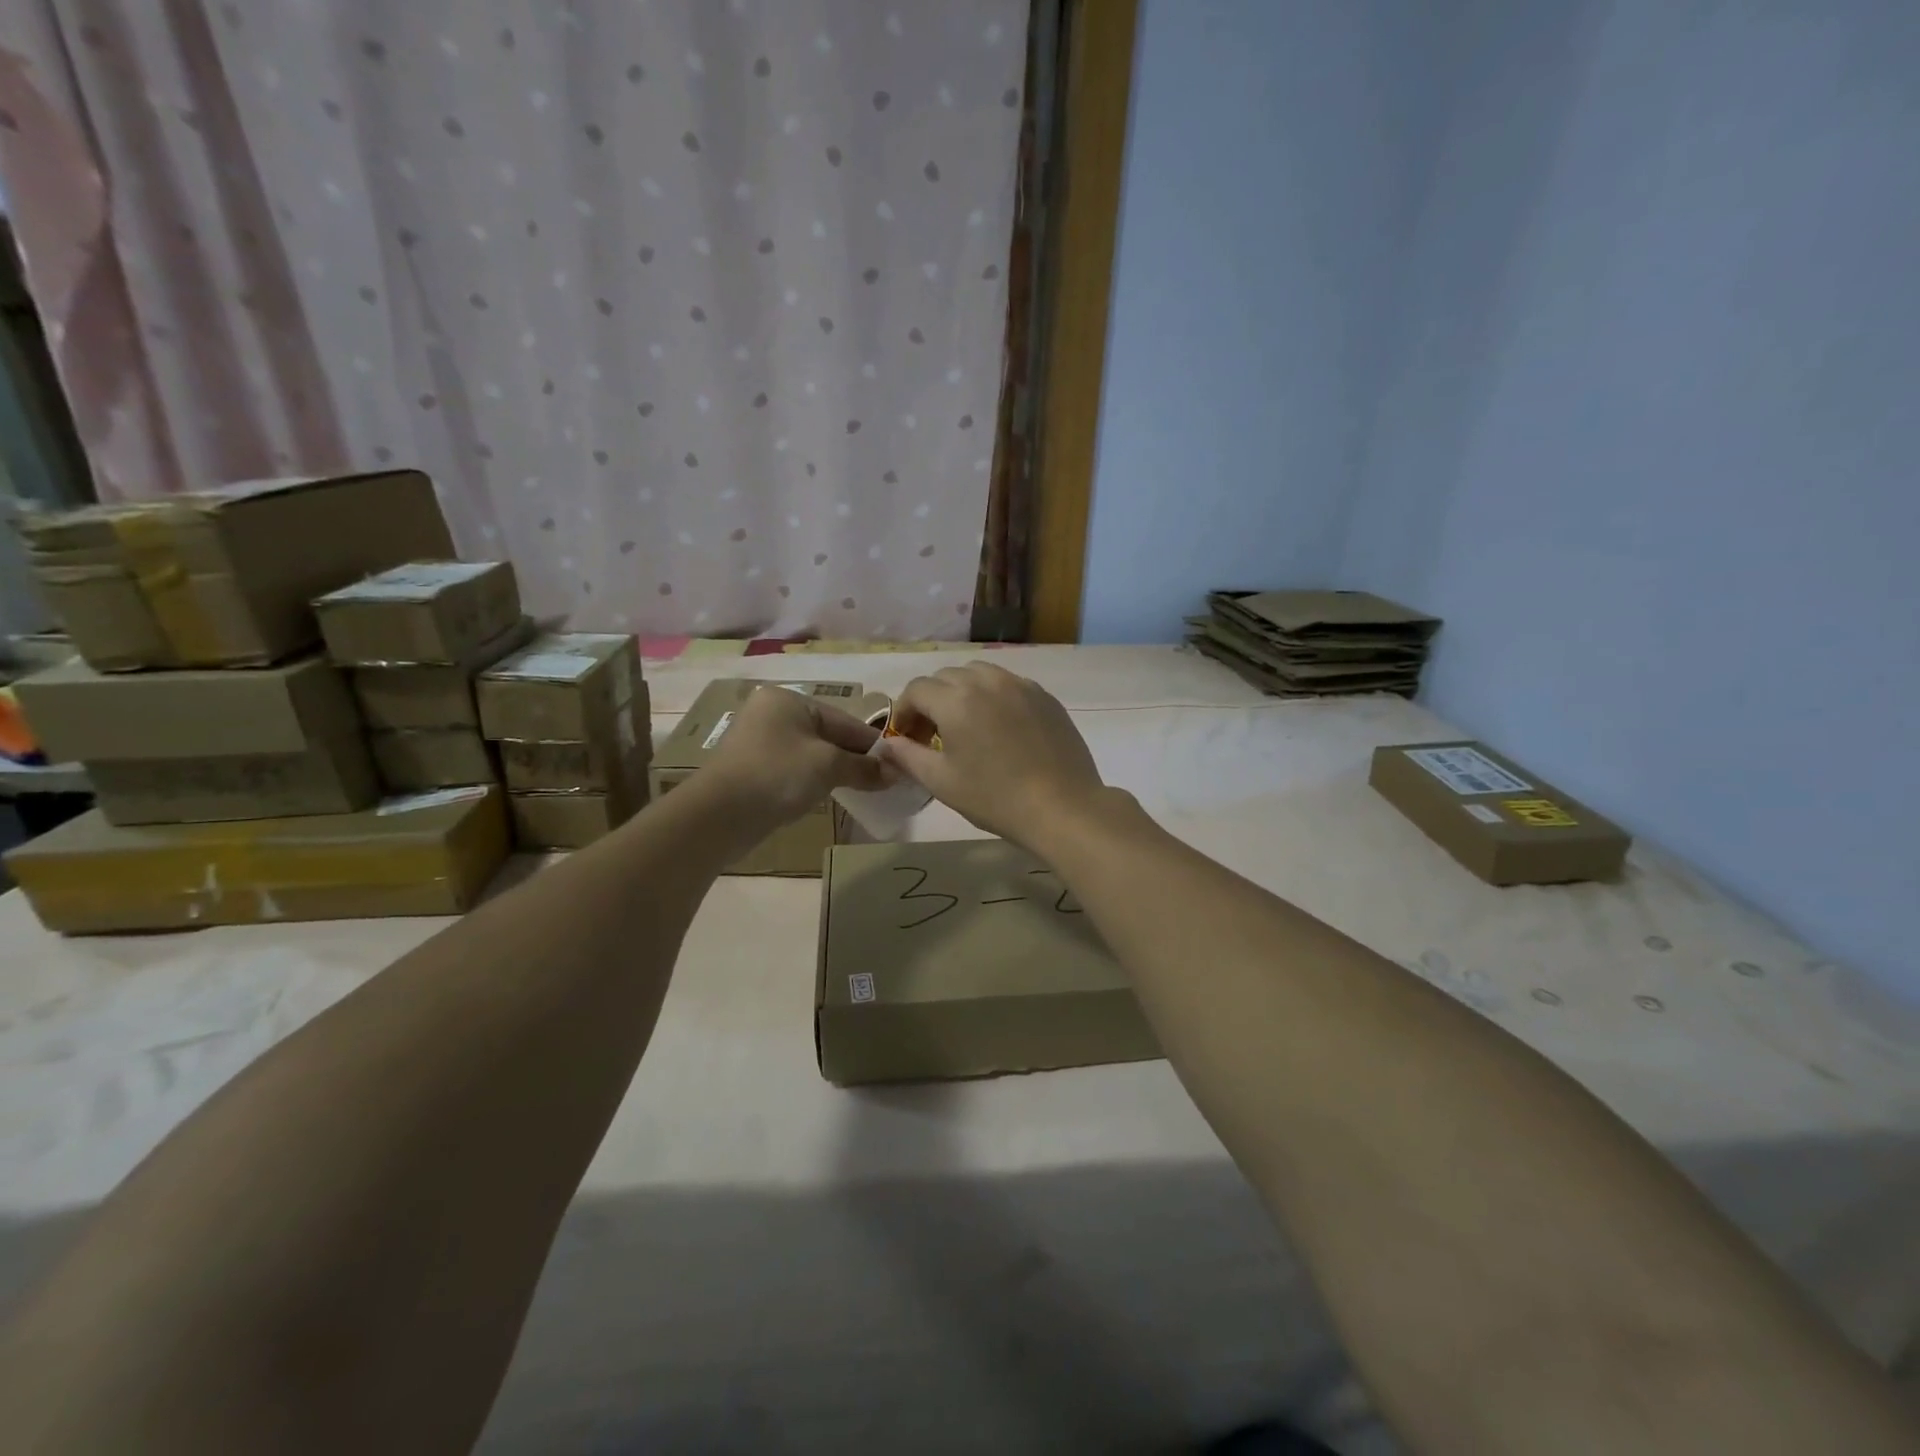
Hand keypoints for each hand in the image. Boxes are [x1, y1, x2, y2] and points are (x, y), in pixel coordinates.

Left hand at [703, 684, 886, 824]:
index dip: (874, 745)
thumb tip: (897, 773)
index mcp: (789, 700)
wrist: (718, 816)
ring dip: (838, 771)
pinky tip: (832, 794)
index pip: (845, 720)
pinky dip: (816, 780)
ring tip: (865, 790)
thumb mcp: (828, 766)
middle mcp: (773, 713)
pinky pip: (796, 769)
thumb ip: (864, 767)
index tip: (901, 764)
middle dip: (856, 759)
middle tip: (886, 781)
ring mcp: (759, 741)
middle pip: (829, 735)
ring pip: (813, 753)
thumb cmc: (777, 775)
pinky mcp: (754, 768)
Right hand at [880, 662, 1107, 849]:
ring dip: (962, 693)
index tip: (906, 739)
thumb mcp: (942, 782)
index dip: (904, 712)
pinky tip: (999, 728)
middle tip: (932, 737)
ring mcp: (1020, 684)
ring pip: (978, 674)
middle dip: (931, 701)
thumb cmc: (995, 797)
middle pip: (945, 677)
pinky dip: (992, 696)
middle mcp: (986, 681)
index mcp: (956, 700)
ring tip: (966, 726)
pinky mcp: (1044, 696)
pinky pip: (1007, 684)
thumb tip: (888, 745)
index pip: (916, 690)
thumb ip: (908, 757)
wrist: (1062, 807)